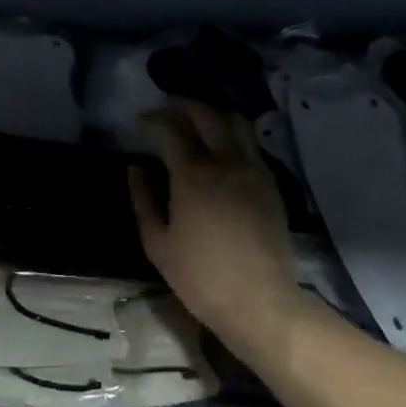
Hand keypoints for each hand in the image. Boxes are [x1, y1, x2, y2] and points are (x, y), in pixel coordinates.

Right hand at [131, 101, 301, 361]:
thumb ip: (143, 200)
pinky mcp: (270, 182)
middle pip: (206, 114)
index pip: (171, 128)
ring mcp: (253, 168)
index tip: (142, 120)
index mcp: (193, 175)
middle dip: (182, 105)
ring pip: (235, 121)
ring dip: (212, 114)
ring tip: (196, 122)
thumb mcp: (158, 245)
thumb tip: (135, 168)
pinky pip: (251, 144)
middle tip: (167, 111)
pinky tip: (221, 149)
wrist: (260, 301)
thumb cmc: (201, 278)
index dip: (154, 118)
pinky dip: (232, 135)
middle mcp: (225, 161)